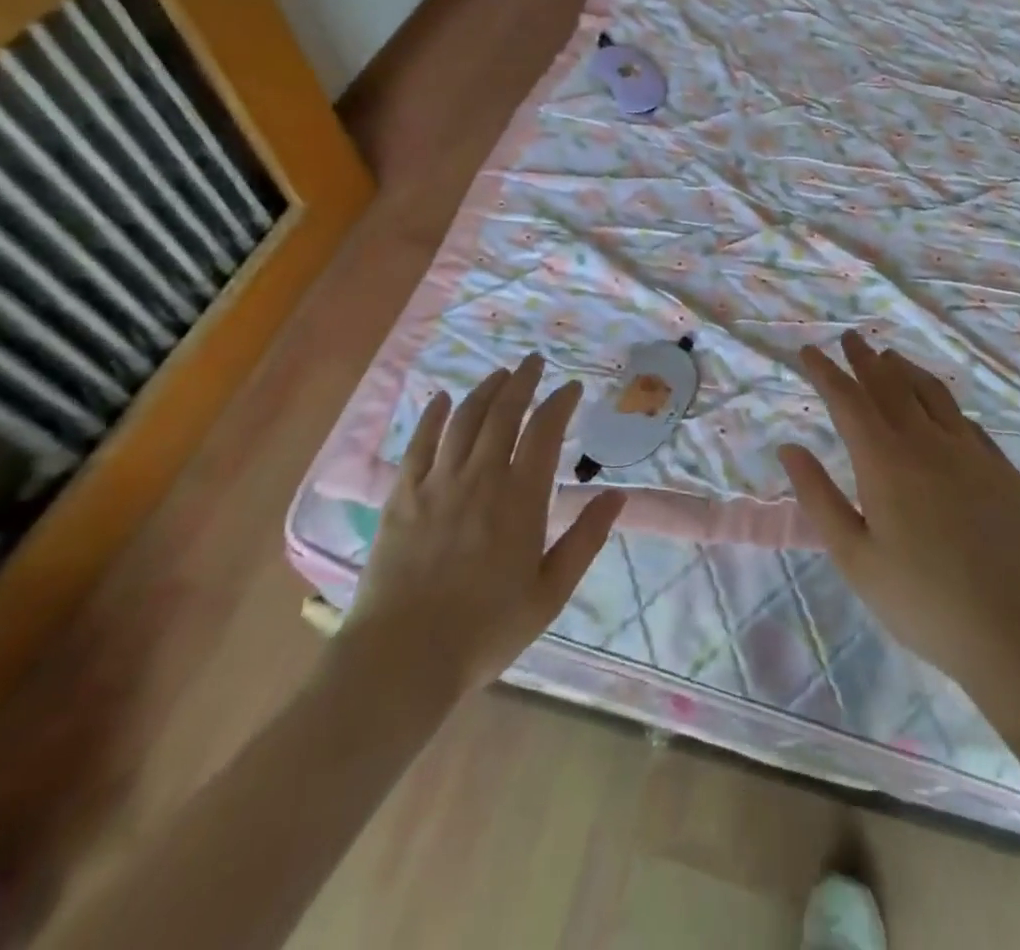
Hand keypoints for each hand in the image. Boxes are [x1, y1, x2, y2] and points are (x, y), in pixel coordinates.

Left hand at [346, 354, 624, 691]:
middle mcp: (481, 477)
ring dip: (485, 389)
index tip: (571, 386)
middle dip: (523, 381)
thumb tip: (617, 496)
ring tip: (500, 374)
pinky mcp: (402, 494)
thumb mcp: (550, 592)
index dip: (560, 402)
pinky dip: (434, 415)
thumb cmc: (486, 630)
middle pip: (504, 412)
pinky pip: (420, 442)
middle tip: (534, 361)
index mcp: (521, 498)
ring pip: (465, 418)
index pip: (545, 431)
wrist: (403, 658)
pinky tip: (442, 398)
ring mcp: (438, 482)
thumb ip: (585, 539)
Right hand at [778, 333, 1019, 703]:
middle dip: (865, 359)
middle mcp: (927, 443)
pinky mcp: (1002, 470)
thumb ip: (819, 497)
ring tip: (890, 357)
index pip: (848, 400)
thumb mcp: (854, 557)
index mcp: (886, 462)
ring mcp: (971, 452)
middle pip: (890, 386)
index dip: (826, 372)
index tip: (809, 351)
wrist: (1016, 633)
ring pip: (932, 393)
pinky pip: (965, 421)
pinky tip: (940, 408)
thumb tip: (789, 447)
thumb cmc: (921, 601)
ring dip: (906, 370)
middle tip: (850, 338)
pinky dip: (942, 402)